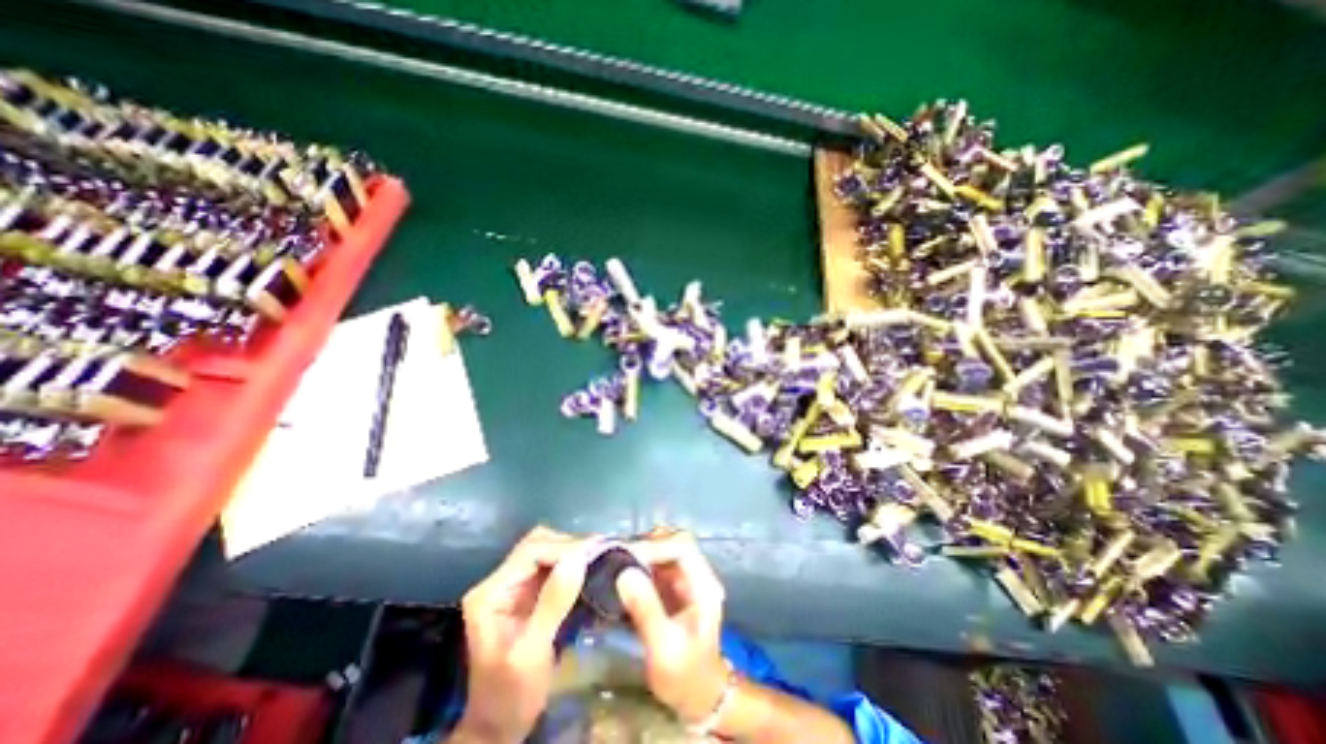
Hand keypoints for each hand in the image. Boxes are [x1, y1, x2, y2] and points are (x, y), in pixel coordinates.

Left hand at [455, 525, 591, 739]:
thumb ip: (552, 604)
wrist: (499, 727)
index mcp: (491, 594)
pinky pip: (551, 565)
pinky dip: (571, 562)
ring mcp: (513, 586)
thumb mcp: (531, 654)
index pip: (531, 552)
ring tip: (598, 557)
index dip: (564, 548)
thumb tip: (579, 558)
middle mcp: (500, 582)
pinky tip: (589, 568)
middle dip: (569, 545)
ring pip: (545, 550)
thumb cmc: (511, 696)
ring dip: (572, 551)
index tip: (596, 552)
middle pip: (537, 544)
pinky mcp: (527, 593)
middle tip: (600, 553)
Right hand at [616, 530, 728, 725]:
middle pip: (673, 542)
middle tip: (618, 557)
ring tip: (616, 563)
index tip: (628, 557)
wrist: (698, 697)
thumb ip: (646, 609)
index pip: (683, 547)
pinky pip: (655, 565)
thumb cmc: (685, 675)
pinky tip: (621, 573)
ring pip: (663, 550)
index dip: (656, 546)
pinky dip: (639, 564)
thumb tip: (624, 573)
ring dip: (641, 553)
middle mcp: (696, 575)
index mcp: (703, 584)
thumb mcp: (664, 647)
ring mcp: (684, 580)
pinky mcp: (671, 588)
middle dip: (647, 545)